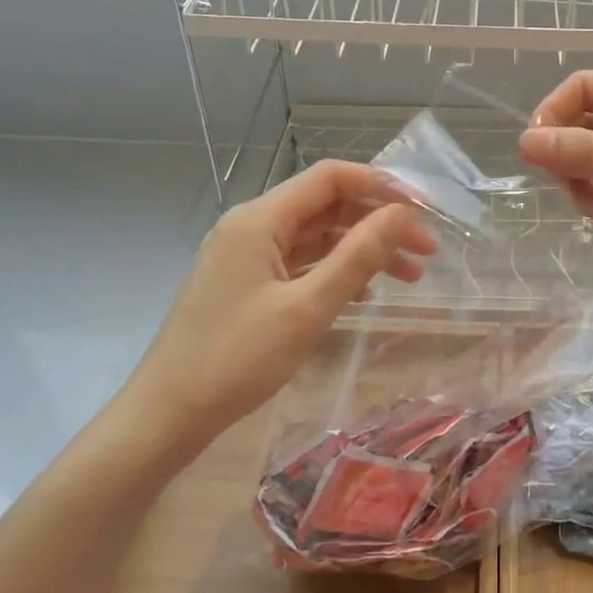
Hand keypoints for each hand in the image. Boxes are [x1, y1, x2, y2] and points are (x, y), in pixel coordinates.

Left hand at [121, 161, 435, 447]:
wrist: (167, 414)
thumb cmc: (237, 359)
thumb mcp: (307, 308)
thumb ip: (358, 257)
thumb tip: (403, 215)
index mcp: (260, 219)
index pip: (331, 178)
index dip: (381, 186)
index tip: (424, 211)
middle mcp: (252, 226)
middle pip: (326, 206)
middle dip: (378, 223)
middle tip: (425, 252)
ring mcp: (246, 255)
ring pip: (316, 237)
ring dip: (361, 250)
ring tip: (408, 276)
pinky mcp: (246, 283)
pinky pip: (300, 263)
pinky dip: (335, 271)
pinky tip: (363, 295)